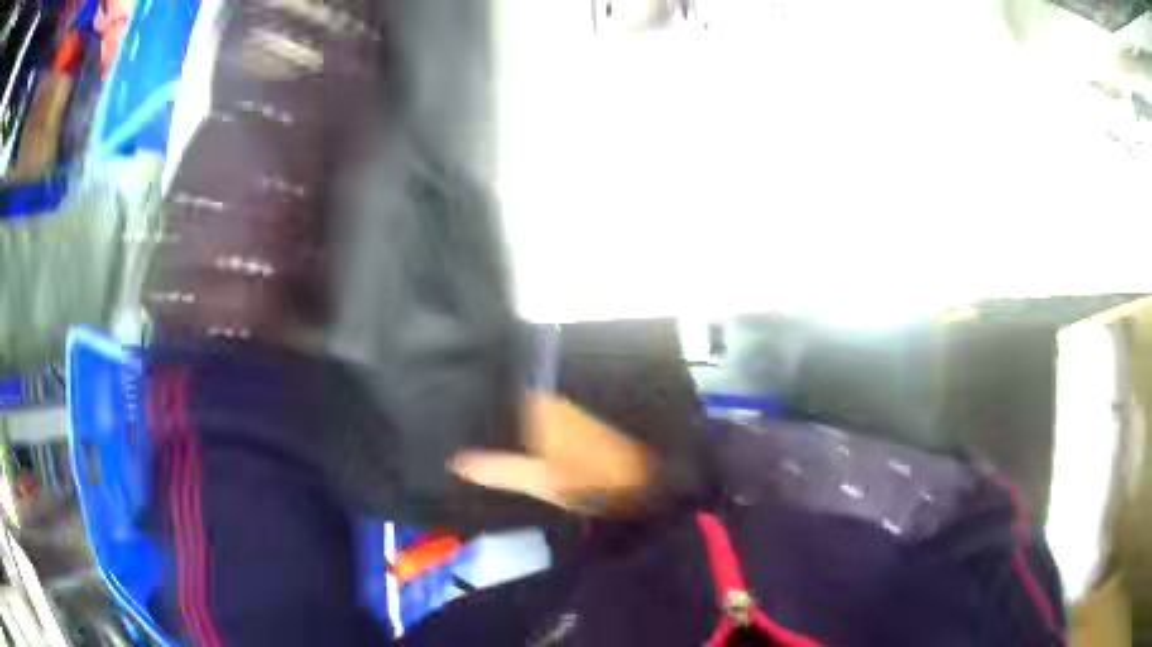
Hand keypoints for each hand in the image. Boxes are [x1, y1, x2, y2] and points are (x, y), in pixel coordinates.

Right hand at [452, 392, 651, 514]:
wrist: (639, 486)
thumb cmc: (588, 479)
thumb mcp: (538, 479)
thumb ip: (496, 469)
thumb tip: (454, 460)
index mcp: (538, 407)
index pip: (495, 398)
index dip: (471, 410)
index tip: (446, 421)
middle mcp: (549, 403)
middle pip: (506, 409)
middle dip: (485, 424)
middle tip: (453, 439)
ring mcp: (563, 415)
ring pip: (521, 419)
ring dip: (503, 433)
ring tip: (473, 447)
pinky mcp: (573, 430)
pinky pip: (537, 429)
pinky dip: (522, 440)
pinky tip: (512, 456)